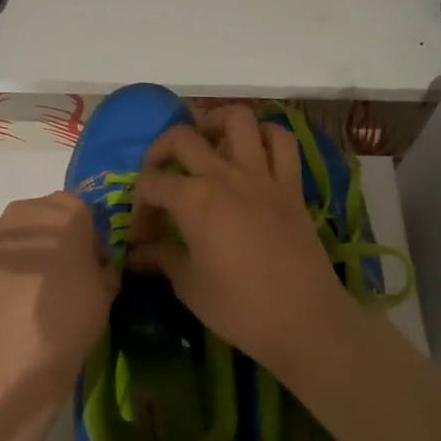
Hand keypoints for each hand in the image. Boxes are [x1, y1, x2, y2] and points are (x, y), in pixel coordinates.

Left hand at [0, 193, 116, 396]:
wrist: (3, 352)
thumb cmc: (66, 315)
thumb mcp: (105, 294)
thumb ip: (102, 270)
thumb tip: (94, 269)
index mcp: (67, 212)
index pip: (84, 214)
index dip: (89, 241)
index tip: (90, 268)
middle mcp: (27, 211)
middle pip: (47, 218)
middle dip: (55, 242)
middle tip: (61, 280)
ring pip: (17, 237)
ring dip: (26, 255)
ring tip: (29, 295)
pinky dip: (1, 272)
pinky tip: (5, 304)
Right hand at [128, 106, 353, 369]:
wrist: (304, 320)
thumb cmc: (239, 307)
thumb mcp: (189, 286)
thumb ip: (162, 259)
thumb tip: (136, 255)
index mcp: (194, 200)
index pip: (152, 183)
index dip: (139, 205)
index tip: (142, 235)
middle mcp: (225, 175)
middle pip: (183, 138)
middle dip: (160, 151)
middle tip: (159, 176)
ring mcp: (262, 176)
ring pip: (238, 120)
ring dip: (215, 122)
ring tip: (205, 142)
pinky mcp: (291, 185)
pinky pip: (282, 142)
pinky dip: (266, 136)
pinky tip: (252, 151)